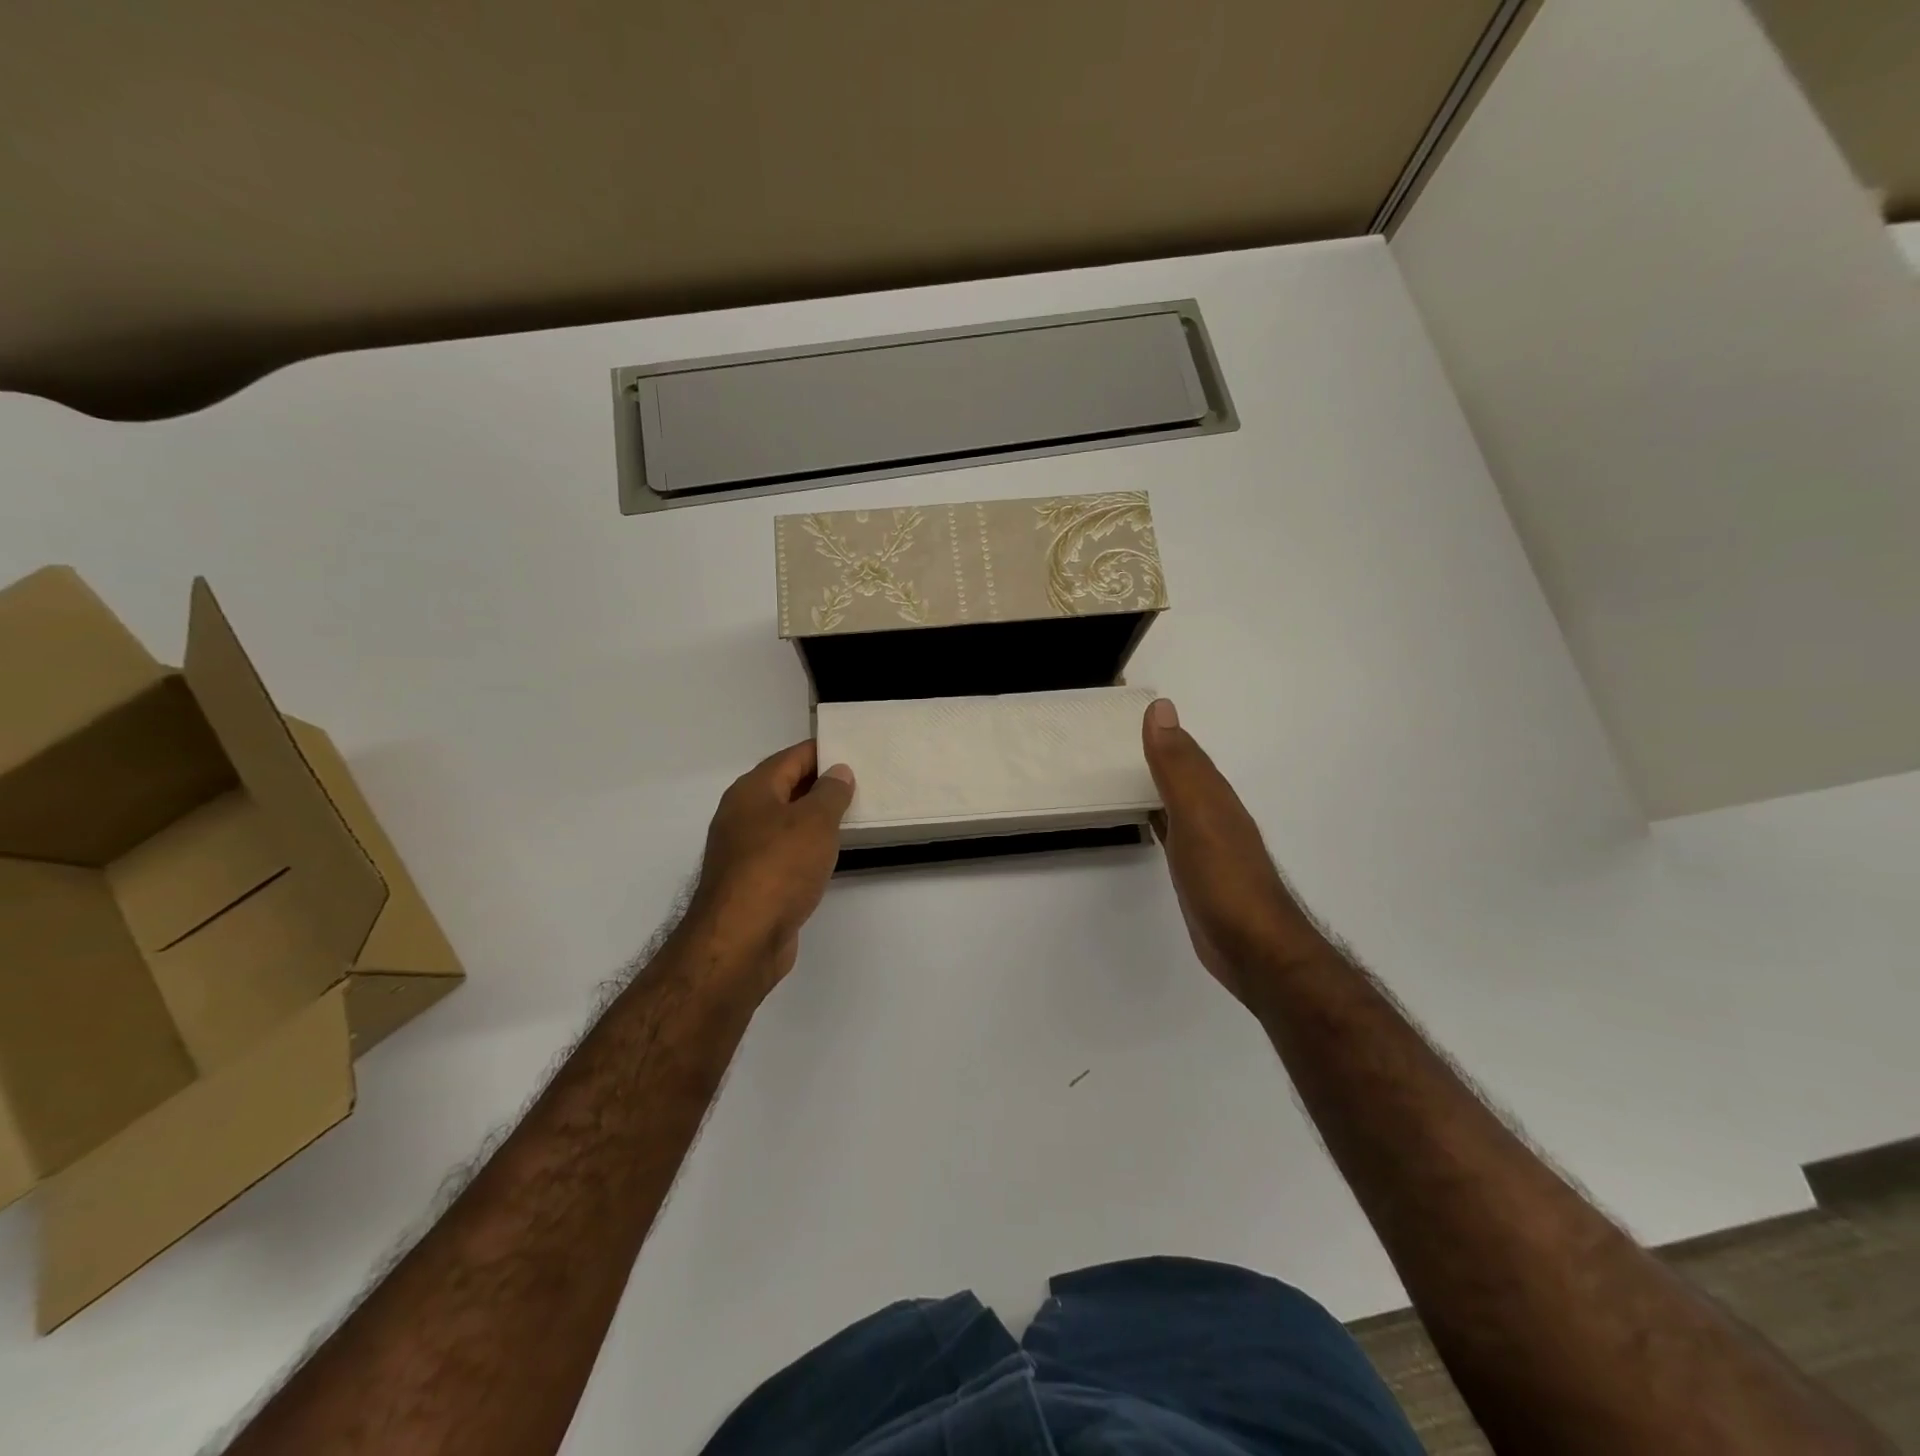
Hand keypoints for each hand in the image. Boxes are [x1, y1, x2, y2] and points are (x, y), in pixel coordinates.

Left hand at [686, 740, 853, 992]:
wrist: (742, 939)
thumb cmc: (779, 868)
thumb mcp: (815, 822)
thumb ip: (830, 793)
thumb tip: (838, 772)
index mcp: (752, 791)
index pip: (790, 758)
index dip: (821, 752)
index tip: (852, 750)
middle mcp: (741, 814)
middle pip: (785, 787)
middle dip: (820, 784)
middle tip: (860, 782)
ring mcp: (743, 850)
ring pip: (784, 821)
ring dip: (813, 818)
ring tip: (851, 815)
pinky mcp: (750, 881)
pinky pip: (783, 851)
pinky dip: (805, 847)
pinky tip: (827, 854)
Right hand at [1142, 699, 1327, 1009]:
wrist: (1252, 948)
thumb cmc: (1223, 878)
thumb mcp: (1198, 814)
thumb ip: (1178, 765)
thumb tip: (1161, 708)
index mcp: (1214, 795)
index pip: (1183, 749)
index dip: (1158, 729)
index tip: (1124, 706)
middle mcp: (1213, 813)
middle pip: (1181, 772)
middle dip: (1155, 752)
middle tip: (1112, 736)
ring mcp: (1207, 843)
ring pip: (1176, 800)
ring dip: (1155, 782)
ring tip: (1121, 769)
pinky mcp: (1197, 871)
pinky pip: (1171, 829)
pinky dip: (1156, 815)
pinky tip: (1146, 816)